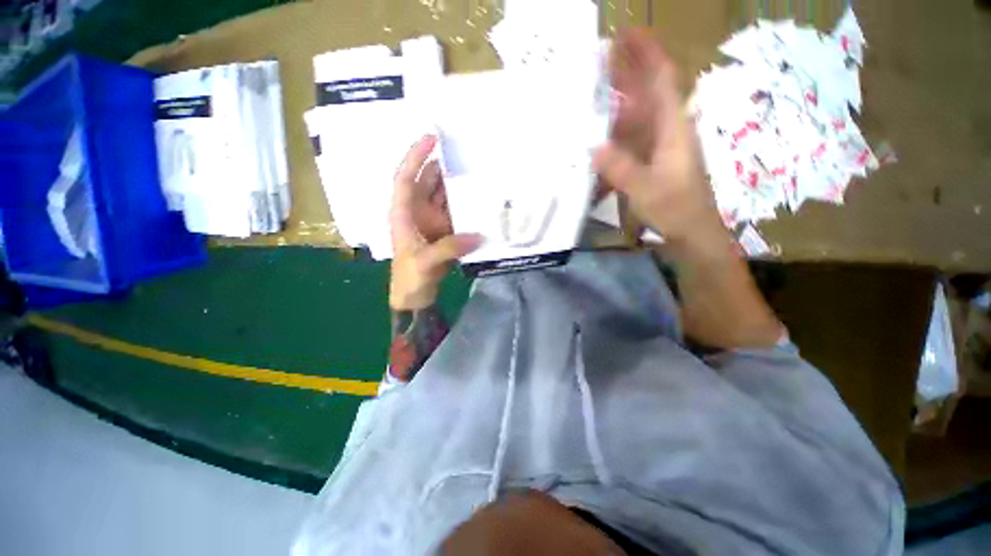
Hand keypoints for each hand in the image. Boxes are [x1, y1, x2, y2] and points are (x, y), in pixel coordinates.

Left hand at [389, 135, 481, 310]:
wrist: (416, 295)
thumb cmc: (410, 277)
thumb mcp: (425, 262)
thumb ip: (449, 247)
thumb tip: (479, 235)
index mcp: (403, 213)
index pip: (405, 178)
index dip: (415, 157)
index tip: (431, 138)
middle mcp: (417, 211)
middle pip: (428, 182)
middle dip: (442, 165)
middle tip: (466, 152)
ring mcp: (433, 220)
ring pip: (444, 195)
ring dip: (458, 184)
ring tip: (478, 170)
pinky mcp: (446, 231)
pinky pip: (457, 211)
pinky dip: (467, 204)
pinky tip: (481, 198)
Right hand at [594, 29, 728, 250]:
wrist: (690, 232)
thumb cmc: (675, 209)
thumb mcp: (647, 190)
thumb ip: (621, 169)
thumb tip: (595, 148)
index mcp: (672, 128)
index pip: (661, 79)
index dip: (647, 53)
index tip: (627, 34)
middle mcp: (665, 130)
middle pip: (646, 92)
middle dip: (626, 71)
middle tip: (597, 59)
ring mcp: (656, 146)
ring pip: (635, 115)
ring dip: (616, 101)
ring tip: (590, 92)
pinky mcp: (648, 161)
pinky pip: (628, 139)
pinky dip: (613, 132)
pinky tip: (596, 134)